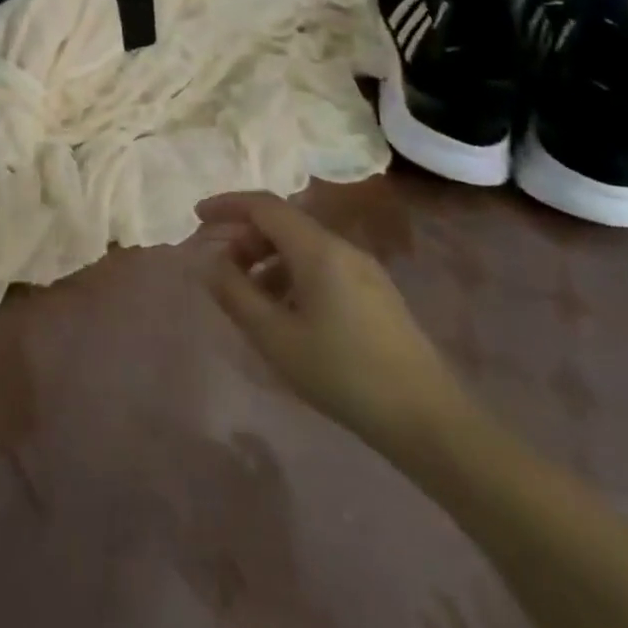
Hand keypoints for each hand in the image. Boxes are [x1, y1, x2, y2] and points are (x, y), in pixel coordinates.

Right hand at [195, 192, 471, 453]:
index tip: (197, 217)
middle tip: (221, 269)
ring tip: (249, 298)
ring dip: (267, 261)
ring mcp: (364, 271)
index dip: (227, 205)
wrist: (430, 422)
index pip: (264, 206)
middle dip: (245, 238)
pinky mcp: (376, 295)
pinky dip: (292, 276)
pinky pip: (322, 267)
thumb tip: (210, 262)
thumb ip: (235, 293)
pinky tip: (286, 314)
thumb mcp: (275, 336)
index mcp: (317, 249)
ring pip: (302, 248)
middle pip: (283, 224)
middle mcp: (342, 248)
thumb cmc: (343, 373)